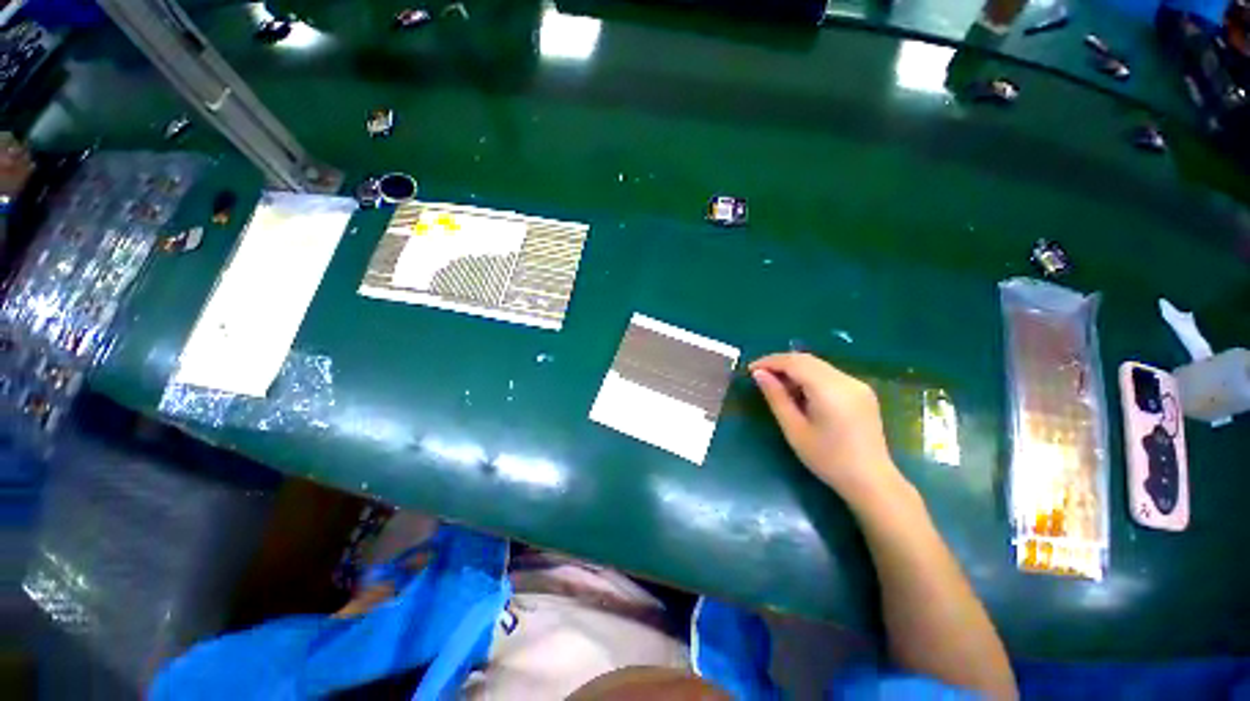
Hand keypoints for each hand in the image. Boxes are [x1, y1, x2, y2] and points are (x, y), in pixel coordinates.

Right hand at [750, 353, 910, 510]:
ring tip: (777, 386)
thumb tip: (759, 374)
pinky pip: (829, 374)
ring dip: (794, 369)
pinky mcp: (861, 391)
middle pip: (807, 359)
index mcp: (829, 390)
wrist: (871, 481)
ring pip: (818, 365)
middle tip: (760, 375)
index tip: (751, 370)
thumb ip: (776, 397)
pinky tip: (800, 393)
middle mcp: (846, 380)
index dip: (770, 362)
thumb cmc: (828, 459)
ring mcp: (857, 384)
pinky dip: (809, 377)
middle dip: (780, 363)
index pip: (794, 362)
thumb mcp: (794, 429)